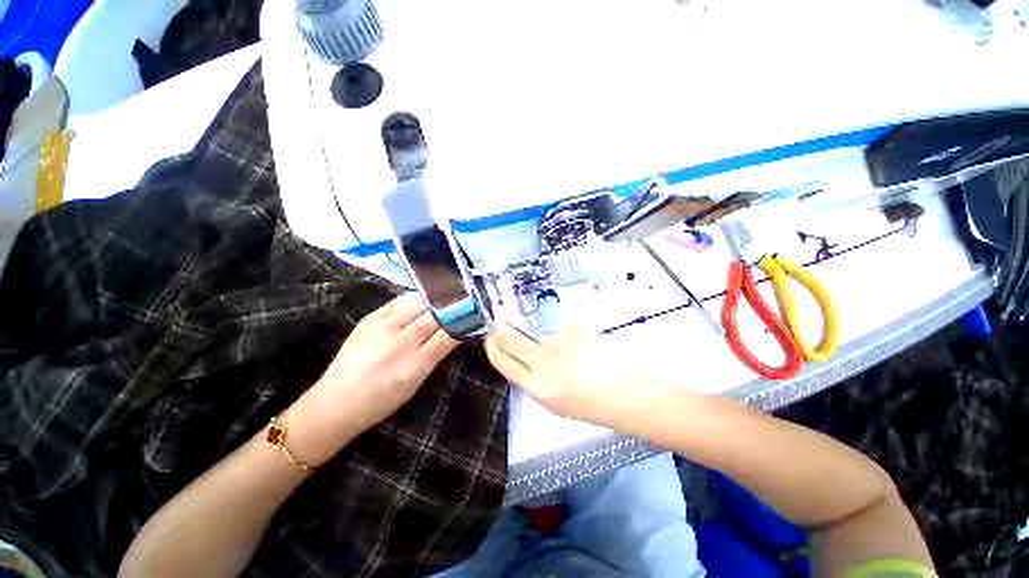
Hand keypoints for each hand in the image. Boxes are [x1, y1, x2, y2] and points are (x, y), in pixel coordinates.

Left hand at [285, 293, 458, 464]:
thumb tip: (454, 333)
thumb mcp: (416, 383)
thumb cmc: (381, 401)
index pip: (448, 335)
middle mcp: (401, 342)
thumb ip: (435, 356)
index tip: (473, 316)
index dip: (463, 323)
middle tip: (465, 302)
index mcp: (416, 365)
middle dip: (453, 308)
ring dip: (436, 300)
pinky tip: (423, 298)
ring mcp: (383, 328)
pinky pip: (398, 301)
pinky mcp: (369, 319)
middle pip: (436, 316)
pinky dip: (414, 299)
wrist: (336, 402)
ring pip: (419, 304)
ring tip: (447, 296)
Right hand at [485, 323, 664, 433]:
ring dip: (526, 322)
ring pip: (532, 327)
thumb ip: (535, 380)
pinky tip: (566, 325)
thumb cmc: (591, 404)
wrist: (627, 395)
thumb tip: (522, 358)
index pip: (501, 362)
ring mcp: (559, 343)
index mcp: (535, 387)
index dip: (492, 347)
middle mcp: (542, 363)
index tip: (490, 338)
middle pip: (509, 339)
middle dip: (501, 329)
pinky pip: (558, 319)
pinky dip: (558, 320)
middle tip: (501, 321)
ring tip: (536, 324)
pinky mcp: (575, 328)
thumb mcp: (555, 402)